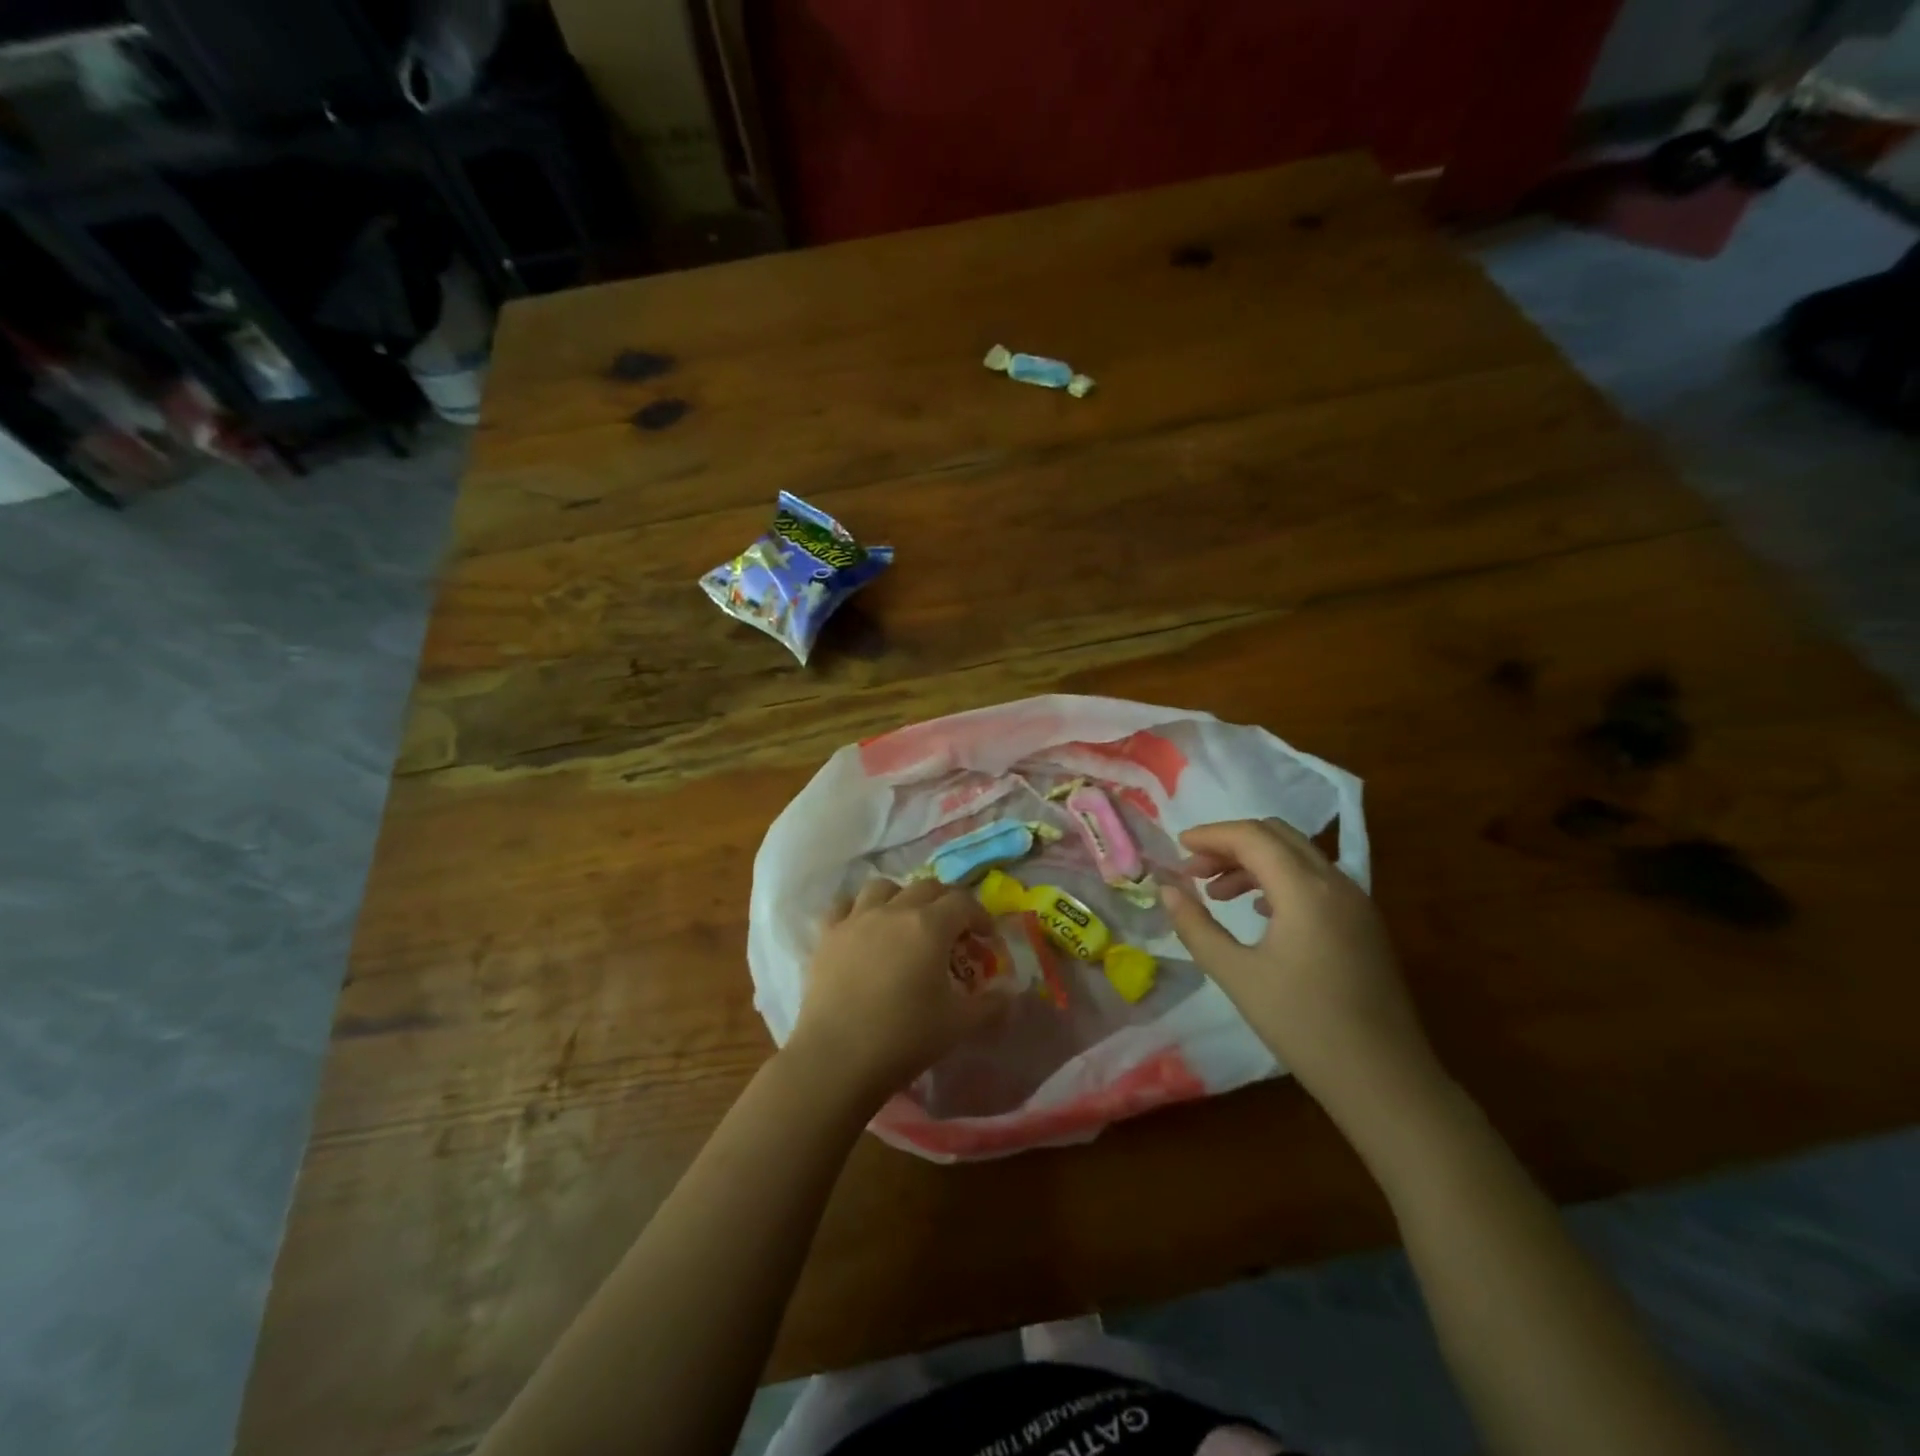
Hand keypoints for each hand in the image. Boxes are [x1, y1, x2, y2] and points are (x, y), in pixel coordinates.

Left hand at [786, 877, 1005, 1108]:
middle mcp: (894, 911)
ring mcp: (856, 919)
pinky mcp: (828, 935)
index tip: (986, 939)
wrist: (837, 1057)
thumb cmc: (905, 1037)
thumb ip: (990, 1005)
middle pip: (926, 887)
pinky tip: (863, 927)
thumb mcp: (959, 1025)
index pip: (963, 902)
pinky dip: (857, 908)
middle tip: (952, 930)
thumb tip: (1008, 994)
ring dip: (901, 897)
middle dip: (946, 902)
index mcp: (930, 926)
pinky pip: (843, 905)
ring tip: (905, 922)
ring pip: (883, 887)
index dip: (980, 916)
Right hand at [1161, 818, 1436, 1112]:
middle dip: (1231, 844)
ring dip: (1255, 862)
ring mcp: (1357, 902)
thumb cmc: (1304, 1026)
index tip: (1177, 847)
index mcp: (1306, 890)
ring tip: (1218, 894)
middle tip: (1195, 870)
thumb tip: (1167, 890)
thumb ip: (1196, 927)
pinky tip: (1260, 913)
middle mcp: (1336, 883)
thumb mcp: (1237, 976)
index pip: (1252, 837)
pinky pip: (1317, 880)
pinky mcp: (1365, 924)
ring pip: (1299, 856)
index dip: (1211, 835)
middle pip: (1277, 836)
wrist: (1386, 1081)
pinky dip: (1281, 880)